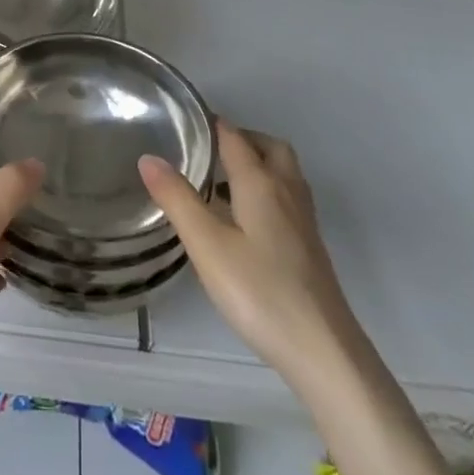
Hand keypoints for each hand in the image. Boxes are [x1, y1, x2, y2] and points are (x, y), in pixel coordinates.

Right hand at [139, 121, 352, 377]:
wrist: (325, 353)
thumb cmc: (260, 292)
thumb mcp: (207, 245)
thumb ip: (177, 199)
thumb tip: (148, 157)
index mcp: (261, 182)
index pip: (235, 136)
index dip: (211, 124)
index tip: (184, 121)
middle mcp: (287, 192)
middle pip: (269, 147)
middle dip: (241, 139)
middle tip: (209, 150)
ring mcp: (303, 222)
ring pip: (283, 174)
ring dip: (256, 165)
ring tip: (222, 182)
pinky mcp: (310, 249)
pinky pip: (286, 199)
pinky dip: (265, 192)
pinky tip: (245, 222)